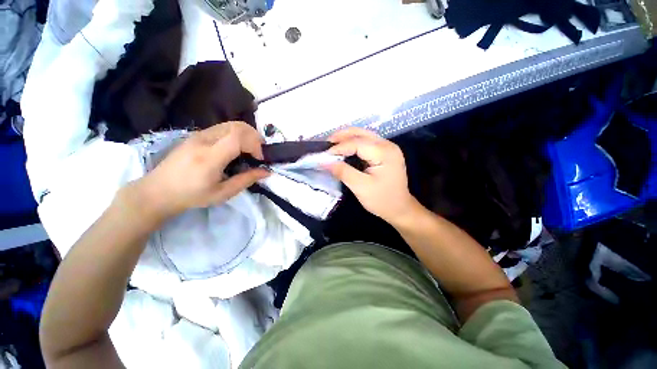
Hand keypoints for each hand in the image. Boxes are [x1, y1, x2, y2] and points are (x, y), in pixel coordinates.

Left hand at [128, 122, 268, 220]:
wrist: (158, 191)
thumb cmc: (192, 196)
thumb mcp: (223, 193)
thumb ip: (246, 180)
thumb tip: (266, 171)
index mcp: (210, 157)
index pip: (237, 137)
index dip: (255, 144)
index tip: (260, 158)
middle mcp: (204, 140)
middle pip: (237, 126)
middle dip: (255, 137)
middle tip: (259, 152)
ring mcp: (199, 135)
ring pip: (231, 124)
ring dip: (247, 135)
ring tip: (251, 150)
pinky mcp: (197, 135)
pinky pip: (223, 128)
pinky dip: (237, 134)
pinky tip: (237, 149)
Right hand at [325, 128, 416, 225]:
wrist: (400, 209)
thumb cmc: (382, 200)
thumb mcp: (360, 187)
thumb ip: (343, 172)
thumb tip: (324, 162)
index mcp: (384, 153)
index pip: (357, 143)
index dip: (339, 147)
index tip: (324, 154)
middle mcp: (388, 145)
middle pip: (361, 133)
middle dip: (342, 136)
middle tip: (326, 144)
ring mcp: (387, 147)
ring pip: (363, 135)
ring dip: (347, 138)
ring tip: (332, 145)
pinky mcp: (385, 152)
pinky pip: (366, 142)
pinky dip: (353, 144)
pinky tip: (344, 149)